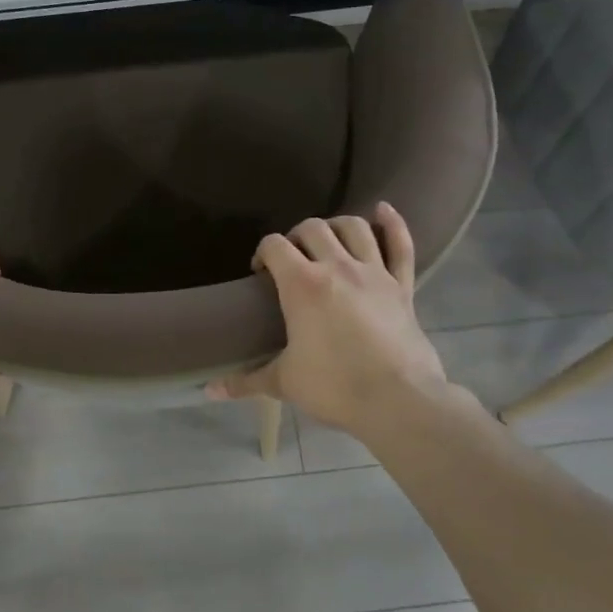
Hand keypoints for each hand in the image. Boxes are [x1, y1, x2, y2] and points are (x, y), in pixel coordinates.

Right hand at [208, 203, 454, 437]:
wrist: (397, 401)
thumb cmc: (334, 387)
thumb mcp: (284, 382)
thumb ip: (245, 381)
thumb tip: (210, 390)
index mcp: (302, 284)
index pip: (274, 246)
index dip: (262, 253)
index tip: (260, 273)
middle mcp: (337, 267)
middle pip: (312, 228)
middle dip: (296, 237)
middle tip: (292, 260)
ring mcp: (374, 272)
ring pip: (354, 227)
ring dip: (336, 226)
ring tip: (328, 239)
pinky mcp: (402, 286)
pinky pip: (400, 245)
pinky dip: (392, 224)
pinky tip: (382, 210)